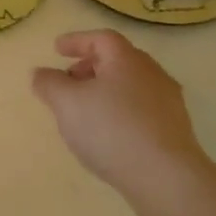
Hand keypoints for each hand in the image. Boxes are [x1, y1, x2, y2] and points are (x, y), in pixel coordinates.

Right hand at [31, 30, 211, 204]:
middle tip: (69, 79)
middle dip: (90, 66)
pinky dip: (120, 109)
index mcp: (127, 60)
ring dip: (105, 89)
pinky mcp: (174, 129)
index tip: (56, 49)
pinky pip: (141, 108)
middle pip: (118, 60)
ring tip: (85, 109)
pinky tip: (108, 132)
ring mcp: (168, 102)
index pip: (101, 38)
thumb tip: (41, 73)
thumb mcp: (66, 103)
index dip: (77, 40)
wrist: (165, 177)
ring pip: (131, 85)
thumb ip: (49, 83)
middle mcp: (152, 74)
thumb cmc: (111, 129)